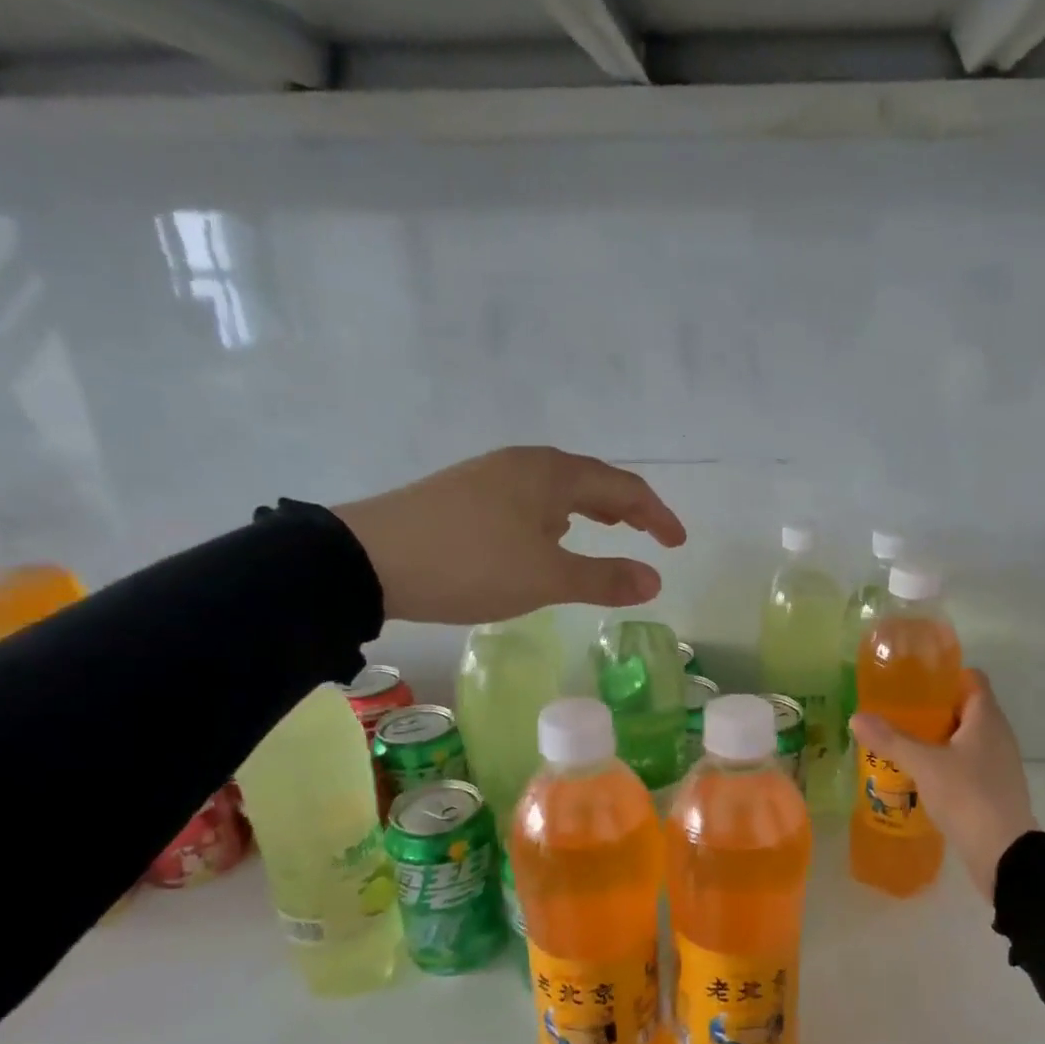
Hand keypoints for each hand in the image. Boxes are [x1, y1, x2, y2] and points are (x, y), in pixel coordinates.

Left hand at [333, 447, 686, 623]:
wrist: (367, 560)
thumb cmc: (469, 564)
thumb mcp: (544, 577)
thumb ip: (603, 578)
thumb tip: (655, 580)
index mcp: (551, 473)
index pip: (623, 487)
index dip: (656, 515)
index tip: (677, 544)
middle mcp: (524, 463)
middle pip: (590, 478)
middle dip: (625, 506)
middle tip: (647, 533)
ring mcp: (489, 474)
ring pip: (556, 487)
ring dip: (588, 507)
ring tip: (604, 529)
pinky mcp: (464, 493)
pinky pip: (528, 497)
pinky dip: (554, 515)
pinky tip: (543, 536)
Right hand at [850, 670, 1037, 898]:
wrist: (1004, 854)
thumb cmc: (967, 796)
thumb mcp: (924, 765)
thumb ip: (891, 740)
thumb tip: (856, 717)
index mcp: (987, 719)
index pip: (972, 679)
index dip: (945, 675)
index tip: (914, 681)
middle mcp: (997, 735)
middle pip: (965, 708)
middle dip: (932, 708)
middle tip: (897, 711)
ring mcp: (998, 763)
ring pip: (965, 738)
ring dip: (937, 737)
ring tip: (902, 742)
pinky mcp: (993, 788)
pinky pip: (967, 763)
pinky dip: (945, 762)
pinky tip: (919, 774)